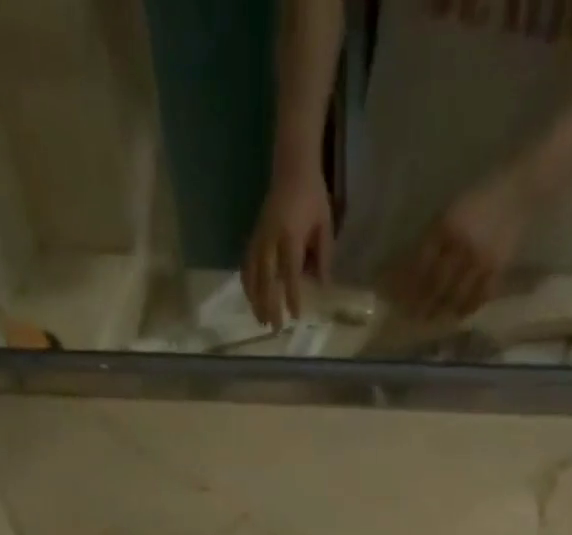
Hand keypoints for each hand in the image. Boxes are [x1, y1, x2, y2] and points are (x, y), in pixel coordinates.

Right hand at [244, 165, 332, 327]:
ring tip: (261, 320)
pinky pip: (246, 266)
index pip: (290, 272)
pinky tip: (251, 299)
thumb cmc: (313, 198)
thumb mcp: (325, 226)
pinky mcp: (253, 237)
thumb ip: (324, 256)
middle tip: (275, 328)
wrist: (292, 169)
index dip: (292, 295)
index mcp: (290, 236)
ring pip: (252, 275)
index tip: (295, 316)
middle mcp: (270, 239)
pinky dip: (248, 285)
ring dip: (255, 300)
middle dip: (270, 305)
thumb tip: (322, 286)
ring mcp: (258, 238)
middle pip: (266, 279)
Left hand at [384, 171, 532, 320]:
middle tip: (414, 316)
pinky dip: (467, 308)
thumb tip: (409, 269)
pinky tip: (459, 314)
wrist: (519, 188)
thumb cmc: (479, 198)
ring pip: (456, 295)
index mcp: (445, 228)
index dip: (409, 287)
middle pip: (436, 286)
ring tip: (433, 318)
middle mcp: (461, 246)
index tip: (400, 300)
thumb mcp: (449, 212)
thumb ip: (431, 239)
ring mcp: (481, 259)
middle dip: (423, 304)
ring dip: (442, 310)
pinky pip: (480, 296)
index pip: (420, 266)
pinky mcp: (498, 267)